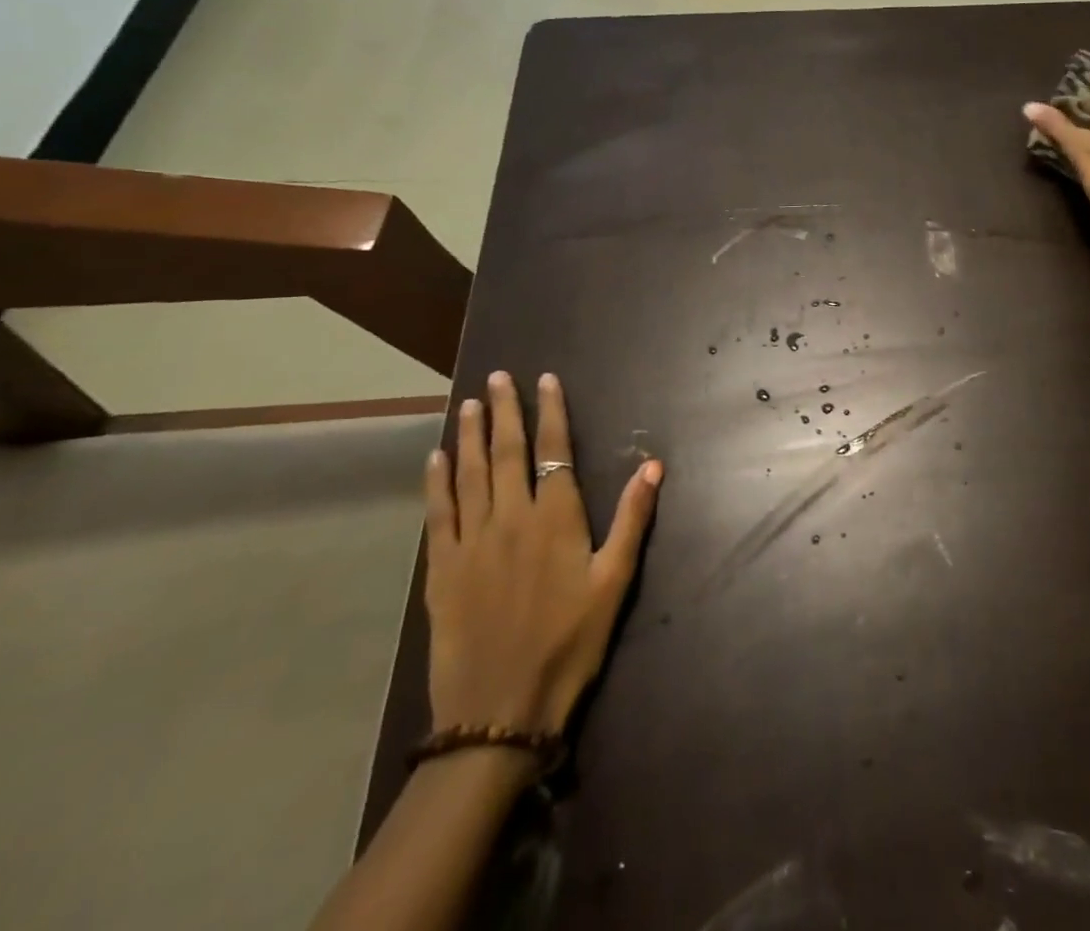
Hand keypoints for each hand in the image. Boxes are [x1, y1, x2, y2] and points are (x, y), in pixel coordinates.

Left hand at [424, 371, 662, 734]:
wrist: (500, 710)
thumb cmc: (569, 643)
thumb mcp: (614, 582)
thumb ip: (632, 519)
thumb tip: (654, 464)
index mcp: (555, 519)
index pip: (553, 450)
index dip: (550, 412)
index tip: (545, 380)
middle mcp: (510, 518)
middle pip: (505, 453)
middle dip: (503, 411)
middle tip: (497, 378)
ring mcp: (471, 543)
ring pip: (468, 475)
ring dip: (468, 436)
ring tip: (468, 404)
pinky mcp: (442, 570)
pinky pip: (438, 514)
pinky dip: (436, 482)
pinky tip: (436, 459)